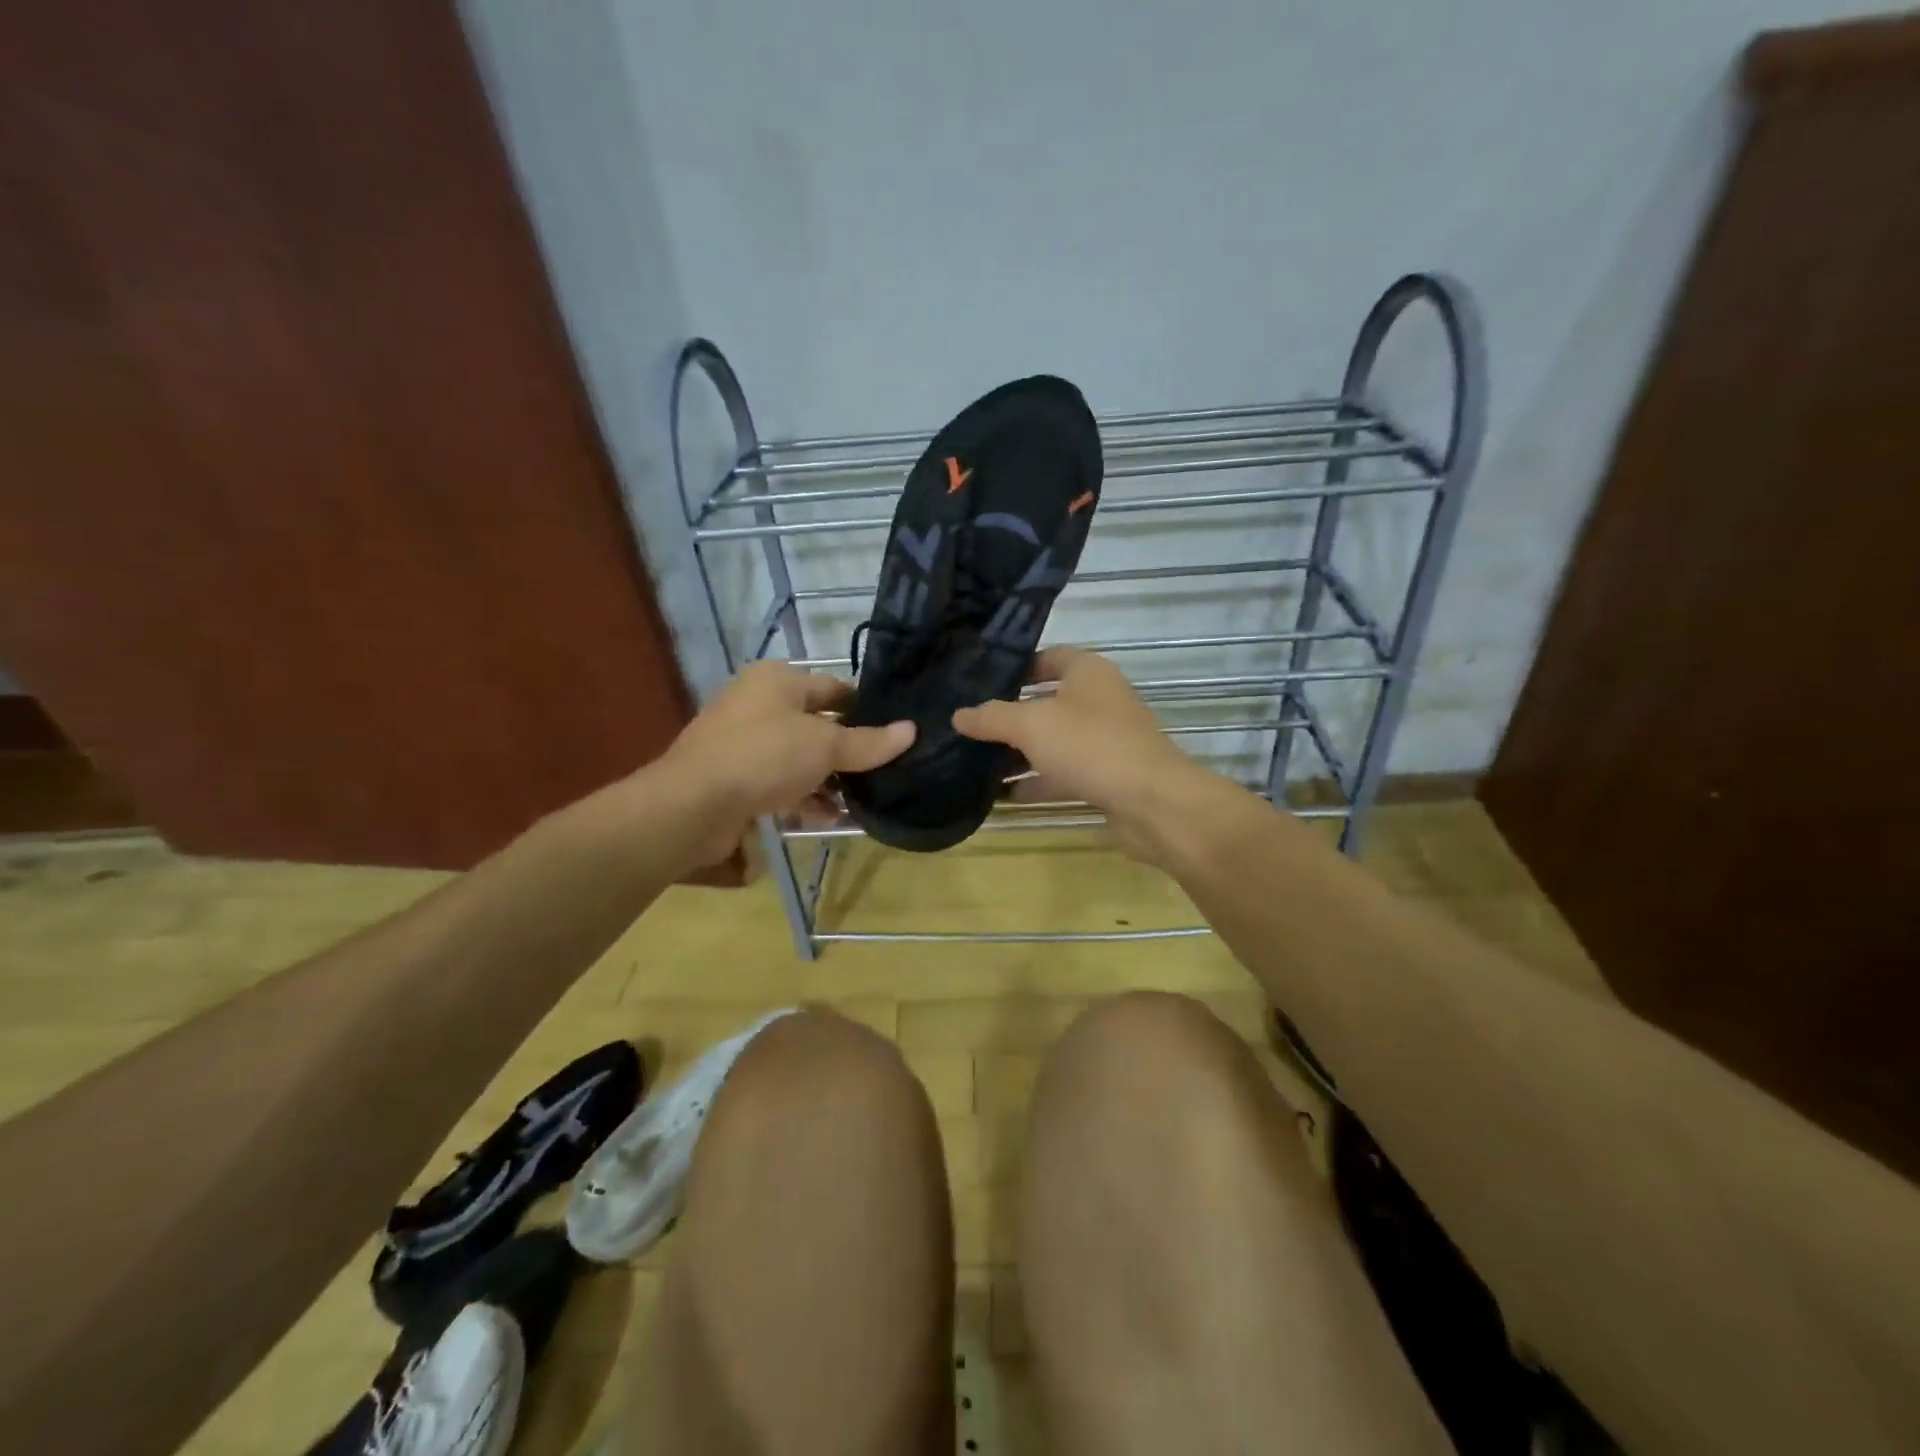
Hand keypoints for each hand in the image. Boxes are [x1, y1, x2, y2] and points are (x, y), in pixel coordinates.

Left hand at [657, 662, 913, 863]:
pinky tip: (829, 818)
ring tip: (862, 802)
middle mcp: (759, 704)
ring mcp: (744, 743)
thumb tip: (911, 730)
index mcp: (777, 680)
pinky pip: (781, 784)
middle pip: (818, 725)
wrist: (692, 805)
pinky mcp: (736, 779)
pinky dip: (804, 798)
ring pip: (800, 758)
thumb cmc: (764, 757)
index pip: (835, 688)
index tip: (896, 733)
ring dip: (829, 781)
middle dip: (849, 752)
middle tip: (885, 772)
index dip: (866, 709)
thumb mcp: (824, 746)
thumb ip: (869, 741)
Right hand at [951, 647, 1202, 860]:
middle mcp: (1099, 701)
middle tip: (968, 725)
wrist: (1152, 803)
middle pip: (1047, 701)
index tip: (978, 681)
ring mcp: (1105, 741)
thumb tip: (959, 714)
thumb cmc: (1090, 746)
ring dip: (1020, 753)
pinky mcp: (1106, 777)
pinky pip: (1063, 774)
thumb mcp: (1031, 724)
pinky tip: (1002, 796)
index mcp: (1088, 672)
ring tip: (975, 762)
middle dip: (1010, 715)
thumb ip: (992, 717)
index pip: (1047, 657)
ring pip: (1054, 742)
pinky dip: (1036, 783)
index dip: (1015, 666)